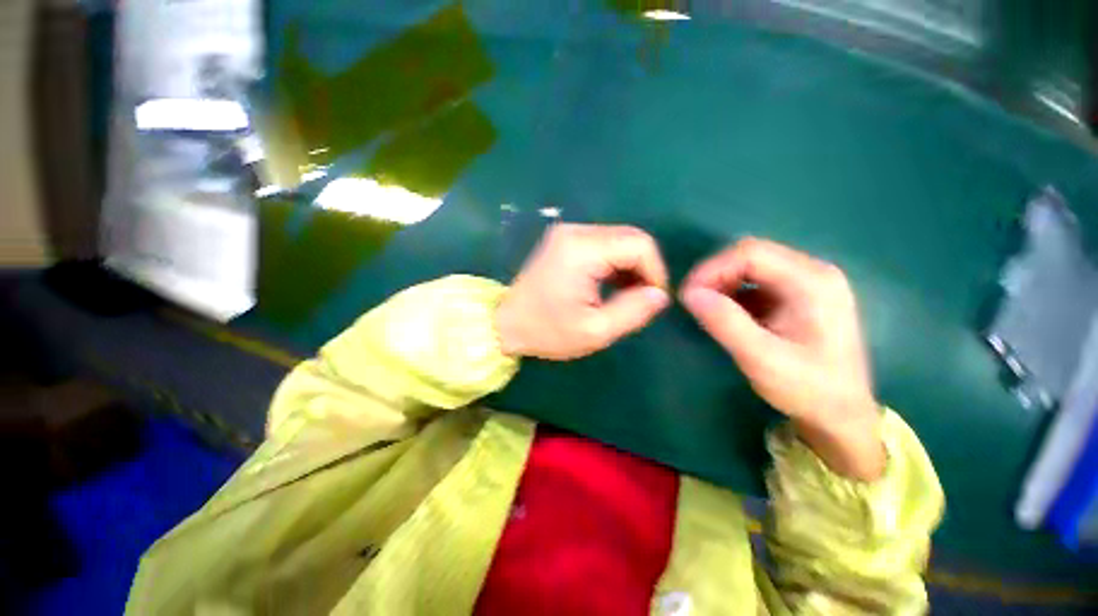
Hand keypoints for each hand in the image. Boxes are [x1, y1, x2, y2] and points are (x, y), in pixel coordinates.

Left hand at [496, 224, 670, 360]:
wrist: (506, 323)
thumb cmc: (547, 331)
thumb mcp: (595, 331)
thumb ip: (633, 311)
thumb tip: (660, 294)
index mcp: (582, 250)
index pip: (639, 245)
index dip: (655, 271)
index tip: (653, 299)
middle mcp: (576, 232)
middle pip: (630, 238)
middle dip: (644, 268)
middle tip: (642, 299)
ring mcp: (568, 233)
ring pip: (619, 240)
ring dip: (631, 266)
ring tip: (628, 295)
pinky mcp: (565, 241)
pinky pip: (603, 244)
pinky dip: (615, 263)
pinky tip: (613, 285)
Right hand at [680, 238, 884, 480]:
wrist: (841, 415)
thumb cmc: (807, 389)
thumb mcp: (762, 359)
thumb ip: (725, 323)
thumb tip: (689, 293)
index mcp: (812, 282)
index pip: (751, 253)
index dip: (712, 269)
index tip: (687, 294)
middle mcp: (813, 272)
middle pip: (751, 255)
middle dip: (715, 275)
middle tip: (693, 301)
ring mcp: (808, 282)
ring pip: (752, 265)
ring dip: (722, 282)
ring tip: (706, 308)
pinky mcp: (799, 295)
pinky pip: (757, 280)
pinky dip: (734, 291)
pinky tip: (727, 313)